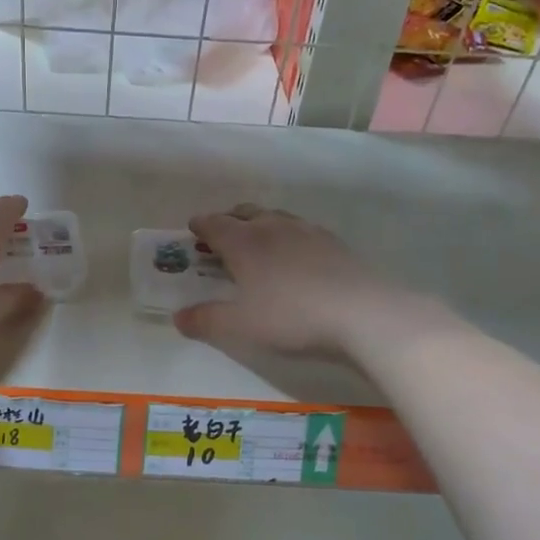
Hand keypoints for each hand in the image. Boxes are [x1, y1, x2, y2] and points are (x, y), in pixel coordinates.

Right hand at [173, 205, 388, 360]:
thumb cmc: (290, 317)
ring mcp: (308, 232)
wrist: (361, 314)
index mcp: (245, 242)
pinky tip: (295, 254)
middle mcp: (274, 227)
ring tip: (257, 240)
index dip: (201, 225)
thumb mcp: (239, 326)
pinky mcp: (335, 243)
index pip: (216, 224)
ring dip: (260, 223)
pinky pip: (301, 230)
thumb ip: (206, 320)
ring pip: (276, 217)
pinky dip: (288, 235)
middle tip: (221, 234)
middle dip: (230, 220)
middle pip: (246, 213)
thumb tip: (178, 317)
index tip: (193, 228)